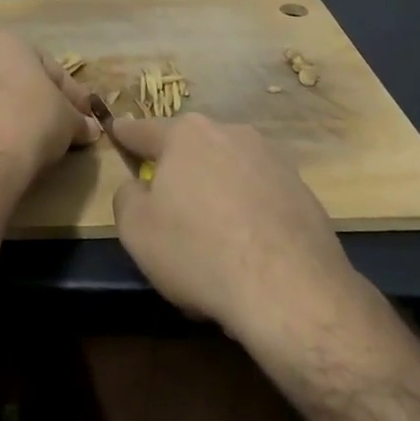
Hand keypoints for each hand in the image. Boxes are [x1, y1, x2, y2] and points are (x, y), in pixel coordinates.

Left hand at [0, 32, 99, 180]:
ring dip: (0, 115)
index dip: (70, 94)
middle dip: (31, 101)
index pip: (48, 67)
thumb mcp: (67, 121)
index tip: (82, 117)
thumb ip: (78, 120)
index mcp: (5, 42)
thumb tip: (91, 129)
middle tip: (52, 128)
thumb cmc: (31, 122)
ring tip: (19, 143)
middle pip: (10, 79)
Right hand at [108, 114, 361, 340]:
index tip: (116, 131)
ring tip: (211, 236)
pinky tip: (246, 249)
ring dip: (215, 190)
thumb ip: (127, 196)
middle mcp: (232, 134)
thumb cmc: (198, 251)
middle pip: (192, 147)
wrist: (290, 291)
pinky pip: (260, 195)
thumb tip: (139, 187)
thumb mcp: (136, 229)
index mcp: (186, 135)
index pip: (143, 130)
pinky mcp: (303, 191)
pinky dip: (248, 212)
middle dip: (177, 167)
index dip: (125, 134)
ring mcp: (274, 160)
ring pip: (229, 169)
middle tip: (167, 204)